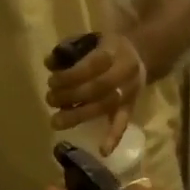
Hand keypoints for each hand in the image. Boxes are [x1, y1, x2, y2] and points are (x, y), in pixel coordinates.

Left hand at [45, 32, 143, 153]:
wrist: (140, 53)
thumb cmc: (108, 46)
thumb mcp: (91, 38)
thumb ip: (70, 48)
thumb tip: (49, 62)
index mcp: (114, 51)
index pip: (90, 65)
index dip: (69, 75)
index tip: (52, 80)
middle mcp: (124, 72)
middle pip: (95, 88)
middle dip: (69, 95)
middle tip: (50, 99)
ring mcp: (129, 91)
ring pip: (104, 106)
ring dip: (78, 115)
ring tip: (56, 121)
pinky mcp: (132, 106)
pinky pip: (124, 122)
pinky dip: (114, 137)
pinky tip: (102, 151)